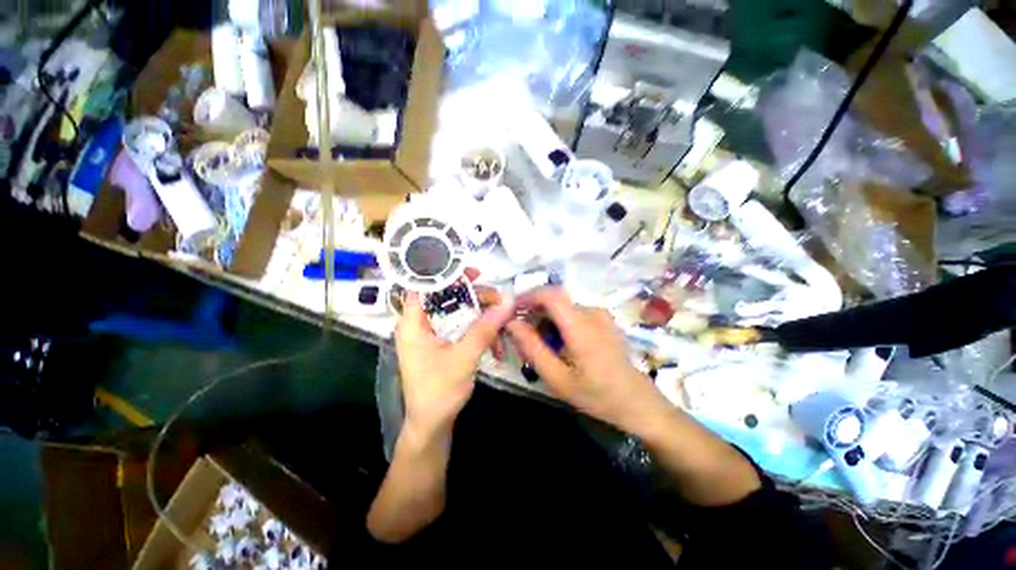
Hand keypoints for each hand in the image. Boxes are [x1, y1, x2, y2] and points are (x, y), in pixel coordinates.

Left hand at [395, 282, 514, 441]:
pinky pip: (463, 328)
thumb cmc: (438, 392)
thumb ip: (484, 329)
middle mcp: (421, 325)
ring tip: (503, 323)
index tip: (474, 274)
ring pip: (459, 313)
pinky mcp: (444, 344)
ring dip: (482, 317)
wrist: (432, 426)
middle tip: (498, 299)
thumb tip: (507, 302)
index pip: (424, 286)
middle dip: (475, 298)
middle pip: (447, 297)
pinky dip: (480, 332)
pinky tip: (497, 346)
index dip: (447, 274)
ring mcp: (433, 335)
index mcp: (413, 323)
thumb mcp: (463, 358)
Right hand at [506, 287, 668, 434]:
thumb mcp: (557, 378)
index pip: (550, 294)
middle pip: (554, 299)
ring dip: (545, 317)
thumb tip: (512, 323)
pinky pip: (573, 311)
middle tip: (521, 334)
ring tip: (539, 343)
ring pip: (562, 305)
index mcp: (582, 326)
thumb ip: (532, 348)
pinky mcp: (603, 318)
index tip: (511, 310)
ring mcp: (600, 314)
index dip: (528, 296)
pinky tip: (557, 342)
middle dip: (533, 310)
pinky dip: (558, 320)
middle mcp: (592, 312)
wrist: (637, 401)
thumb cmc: (596, 394)